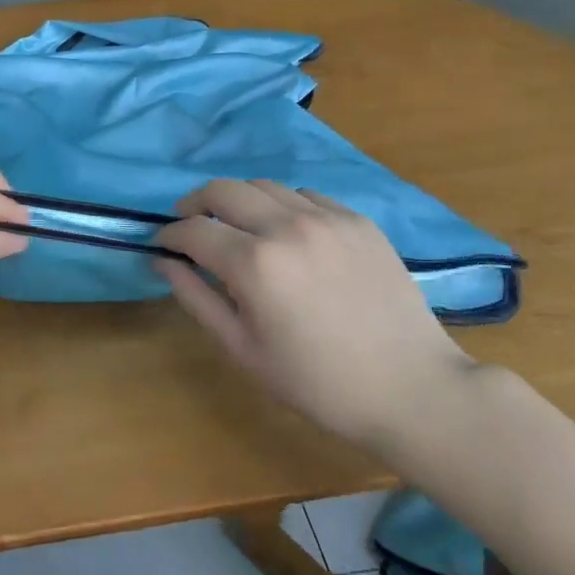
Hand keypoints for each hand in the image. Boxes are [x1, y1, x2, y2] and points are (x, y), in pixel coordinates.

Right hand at [156, 180, 476, 454]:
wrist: (412, 390)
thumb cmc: (317, 383)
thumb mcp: (244, 349)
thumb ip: (196, 298)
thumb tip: (163, 262)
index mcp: (254, 264)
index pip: (193, 229)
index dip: (169, 235)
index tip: (163, 245)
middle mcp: (287, 226)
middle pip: (223, 189)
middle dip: (195, 203)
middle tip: (190, 224)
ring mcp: (327, 218)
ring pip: (264, 185)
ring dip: (238, 200)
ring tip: (236, 226)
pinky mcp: (358, 220)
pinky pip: (305, 195)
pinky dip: (282, 205)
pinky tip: (286, 233)